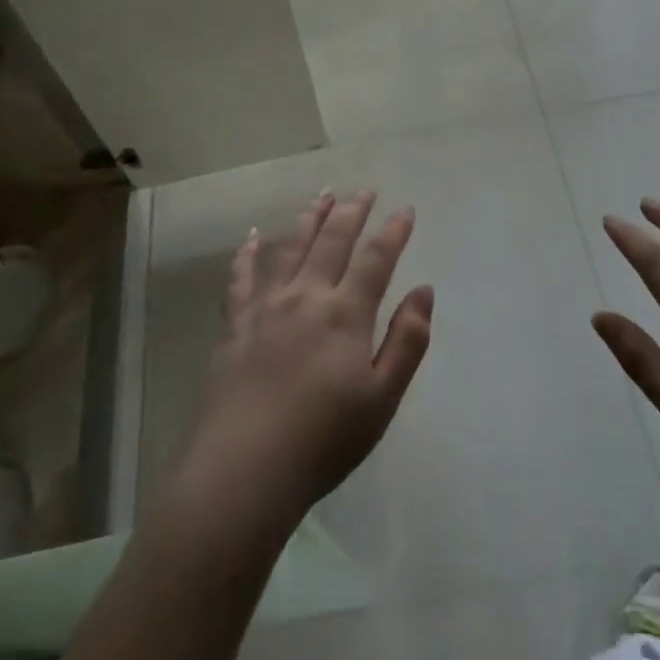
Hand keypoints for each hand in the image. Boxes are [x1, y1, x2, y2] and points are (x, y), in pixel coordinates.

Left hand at [181, 191, 433, 530]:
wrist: (245, 469)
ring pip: (290, 248)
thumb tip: (423, 290)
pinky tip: (250, 236)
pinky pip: (241, 278)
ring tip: (322, 196)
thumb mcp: (382, 398)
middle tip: (364, 190)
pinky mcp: (235, 324)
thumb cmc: (324, 440)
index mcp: (345, 314)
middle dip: (351, 212)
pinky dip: (246, 253)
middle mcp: (306, 297)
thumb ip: (406, 341)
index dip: (393, 231)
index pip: (375, 259)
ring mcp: (266, 307)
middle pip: (332, 242)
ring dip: (309, 219)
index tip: (405, 209)